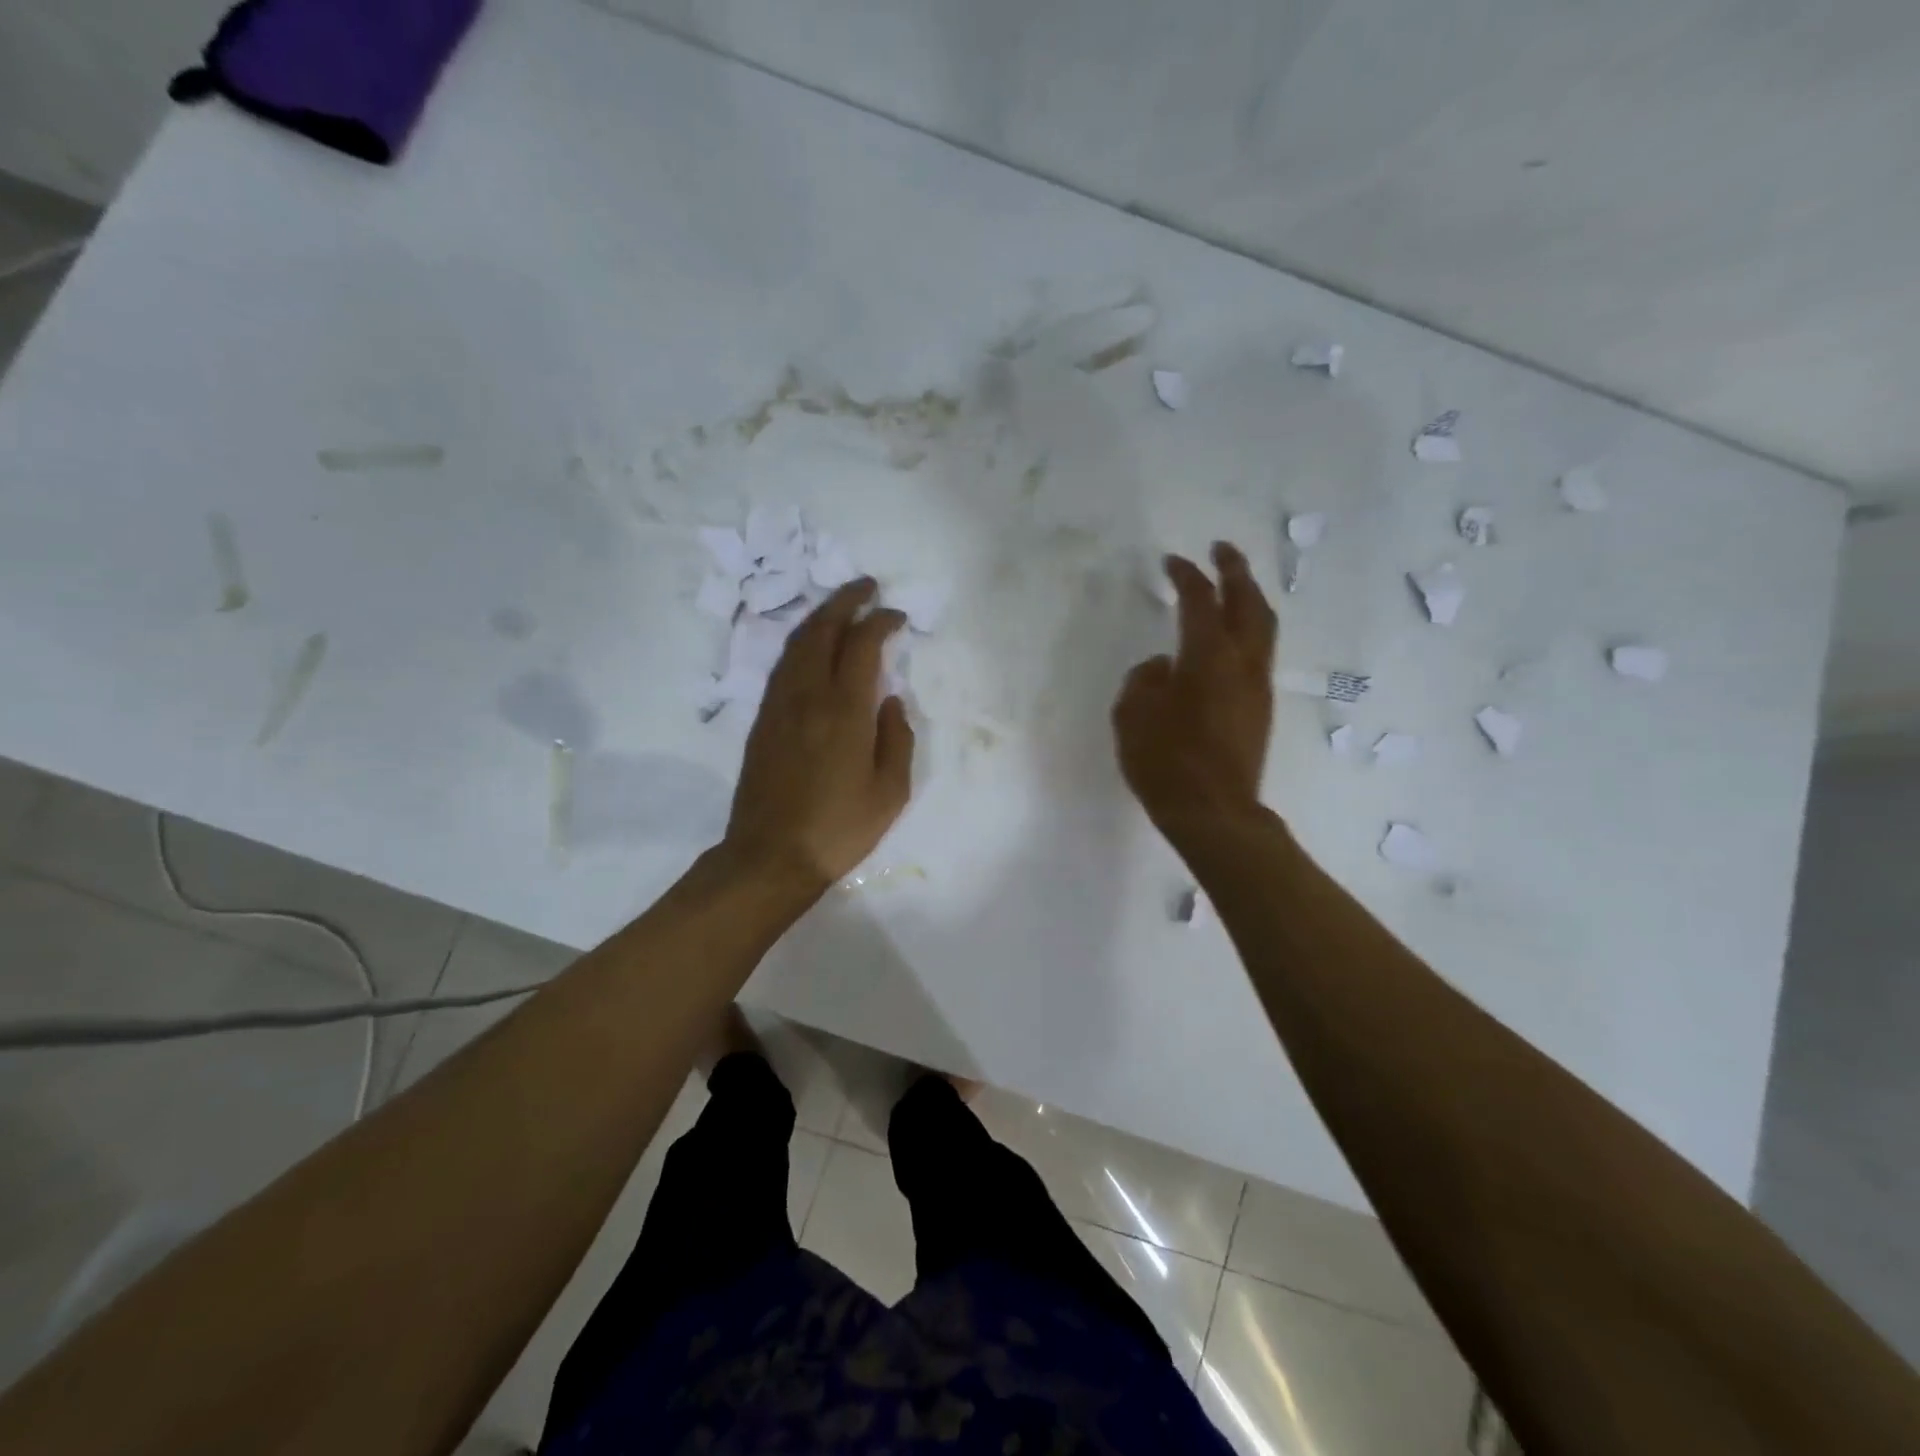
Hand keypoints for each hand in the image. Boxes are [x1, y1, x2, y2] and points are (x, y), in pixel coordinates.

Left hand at [724, 580, 914, 890]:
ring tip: (841, 607)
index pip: (862, 644)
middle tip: (866, 586)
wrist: (771, 856)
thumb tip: (891, 700)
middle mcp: (807, 696)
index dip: (881, 621)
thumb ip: (897, 738)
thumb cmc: (840, 828)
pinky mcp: (762, 720)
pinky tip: (813, 647)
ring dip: (820, 617)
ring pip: (797, 643)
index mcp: (844, 710)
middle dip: (845, 600)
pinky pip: (783, 665)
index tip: (897, 617)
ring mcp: (778, 705)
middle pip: (822, 629)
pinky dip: (802, 643)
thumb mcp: (891, 792)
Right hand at [1113, 541, 1276, 841]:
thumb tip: (1163, 666)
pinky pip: (1259, 655)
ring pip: (1263, 628)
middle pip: (1248, 603)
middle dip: (1235, 571)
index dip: (1187, 576)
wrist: (1214, 813)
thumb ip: (1144, 680)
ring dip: (1249, 600)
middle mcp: (1241, 663)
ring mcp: (1256, 687)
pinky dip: (1248, 632)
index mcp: (1207, 657)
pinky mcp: (1259, 710)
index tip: (1172, 562)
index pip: (1200, 601)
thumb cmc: (1166, 762)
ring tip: (1232, 587)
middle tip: (1221, 550)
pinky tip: (1228, 641)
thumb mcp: (1132, 716)